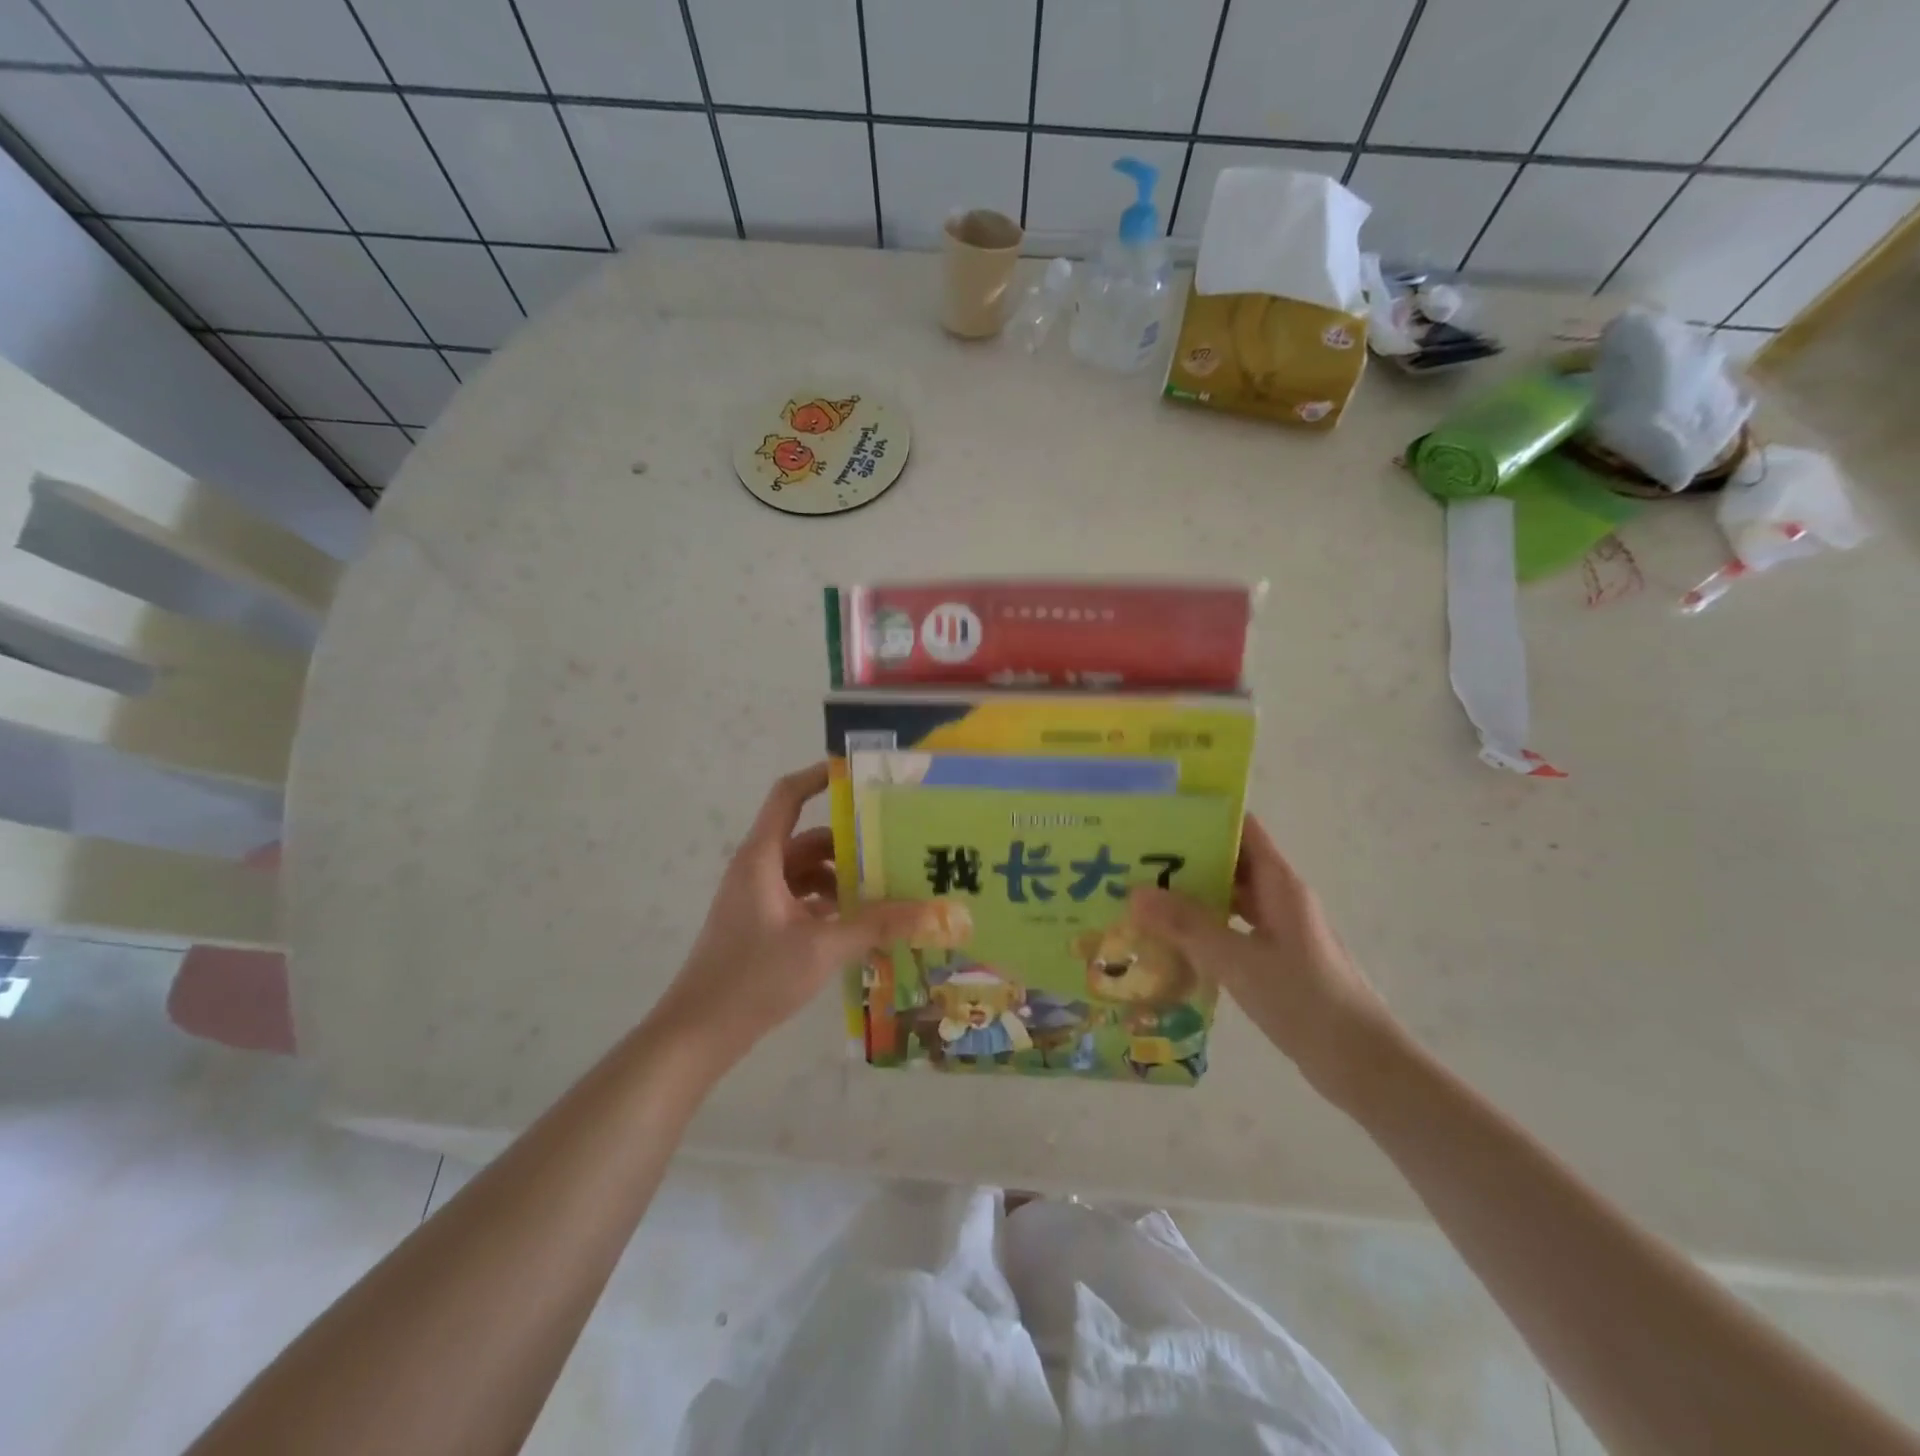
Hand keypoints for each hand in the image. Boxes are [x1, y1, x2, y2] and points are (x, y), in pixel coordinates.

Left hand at [653, 763, 929, 1067]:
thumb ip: (877, 925)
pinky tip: (859, 922)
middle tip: (896, 844)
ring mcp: (756, 898)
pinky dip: (828, 902)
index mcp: (762, 858)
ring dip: (841, 876)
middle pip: (807, 837)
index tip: (860, 775)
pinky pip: (800, 898)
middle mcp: (757, 869)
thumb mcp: (822, 948)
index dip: (820, 777)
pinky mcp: (760, 924)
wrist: (699, 1032)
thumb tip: (932, 911)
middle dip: (850, 841)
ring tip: (887, 887)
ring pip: (805, 871)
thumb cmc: (754, 977)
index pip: (789, 795)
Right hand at [1131, 814, 1396, 1106]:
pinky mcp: (1275, 959)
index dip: (1205, 817)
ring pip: (1229, 899)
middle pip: (1230, 863)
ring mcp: (1279, 930)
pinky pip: (1232, 930)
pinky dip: (1203, 929)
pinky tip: (1170, 942)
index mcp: (1280, 884)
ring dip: (1191, 897)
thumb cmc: (1305, 1002)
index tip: (1160, 816)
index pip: (1242, 830)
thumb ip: (1187, 926)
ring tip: (1143, 898)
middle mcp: (1280, 898)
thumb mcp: (1238, 961)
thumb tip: (1135, 893)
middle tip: (1134, 860)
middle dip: (1185, 860)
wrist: (1362, 1065)